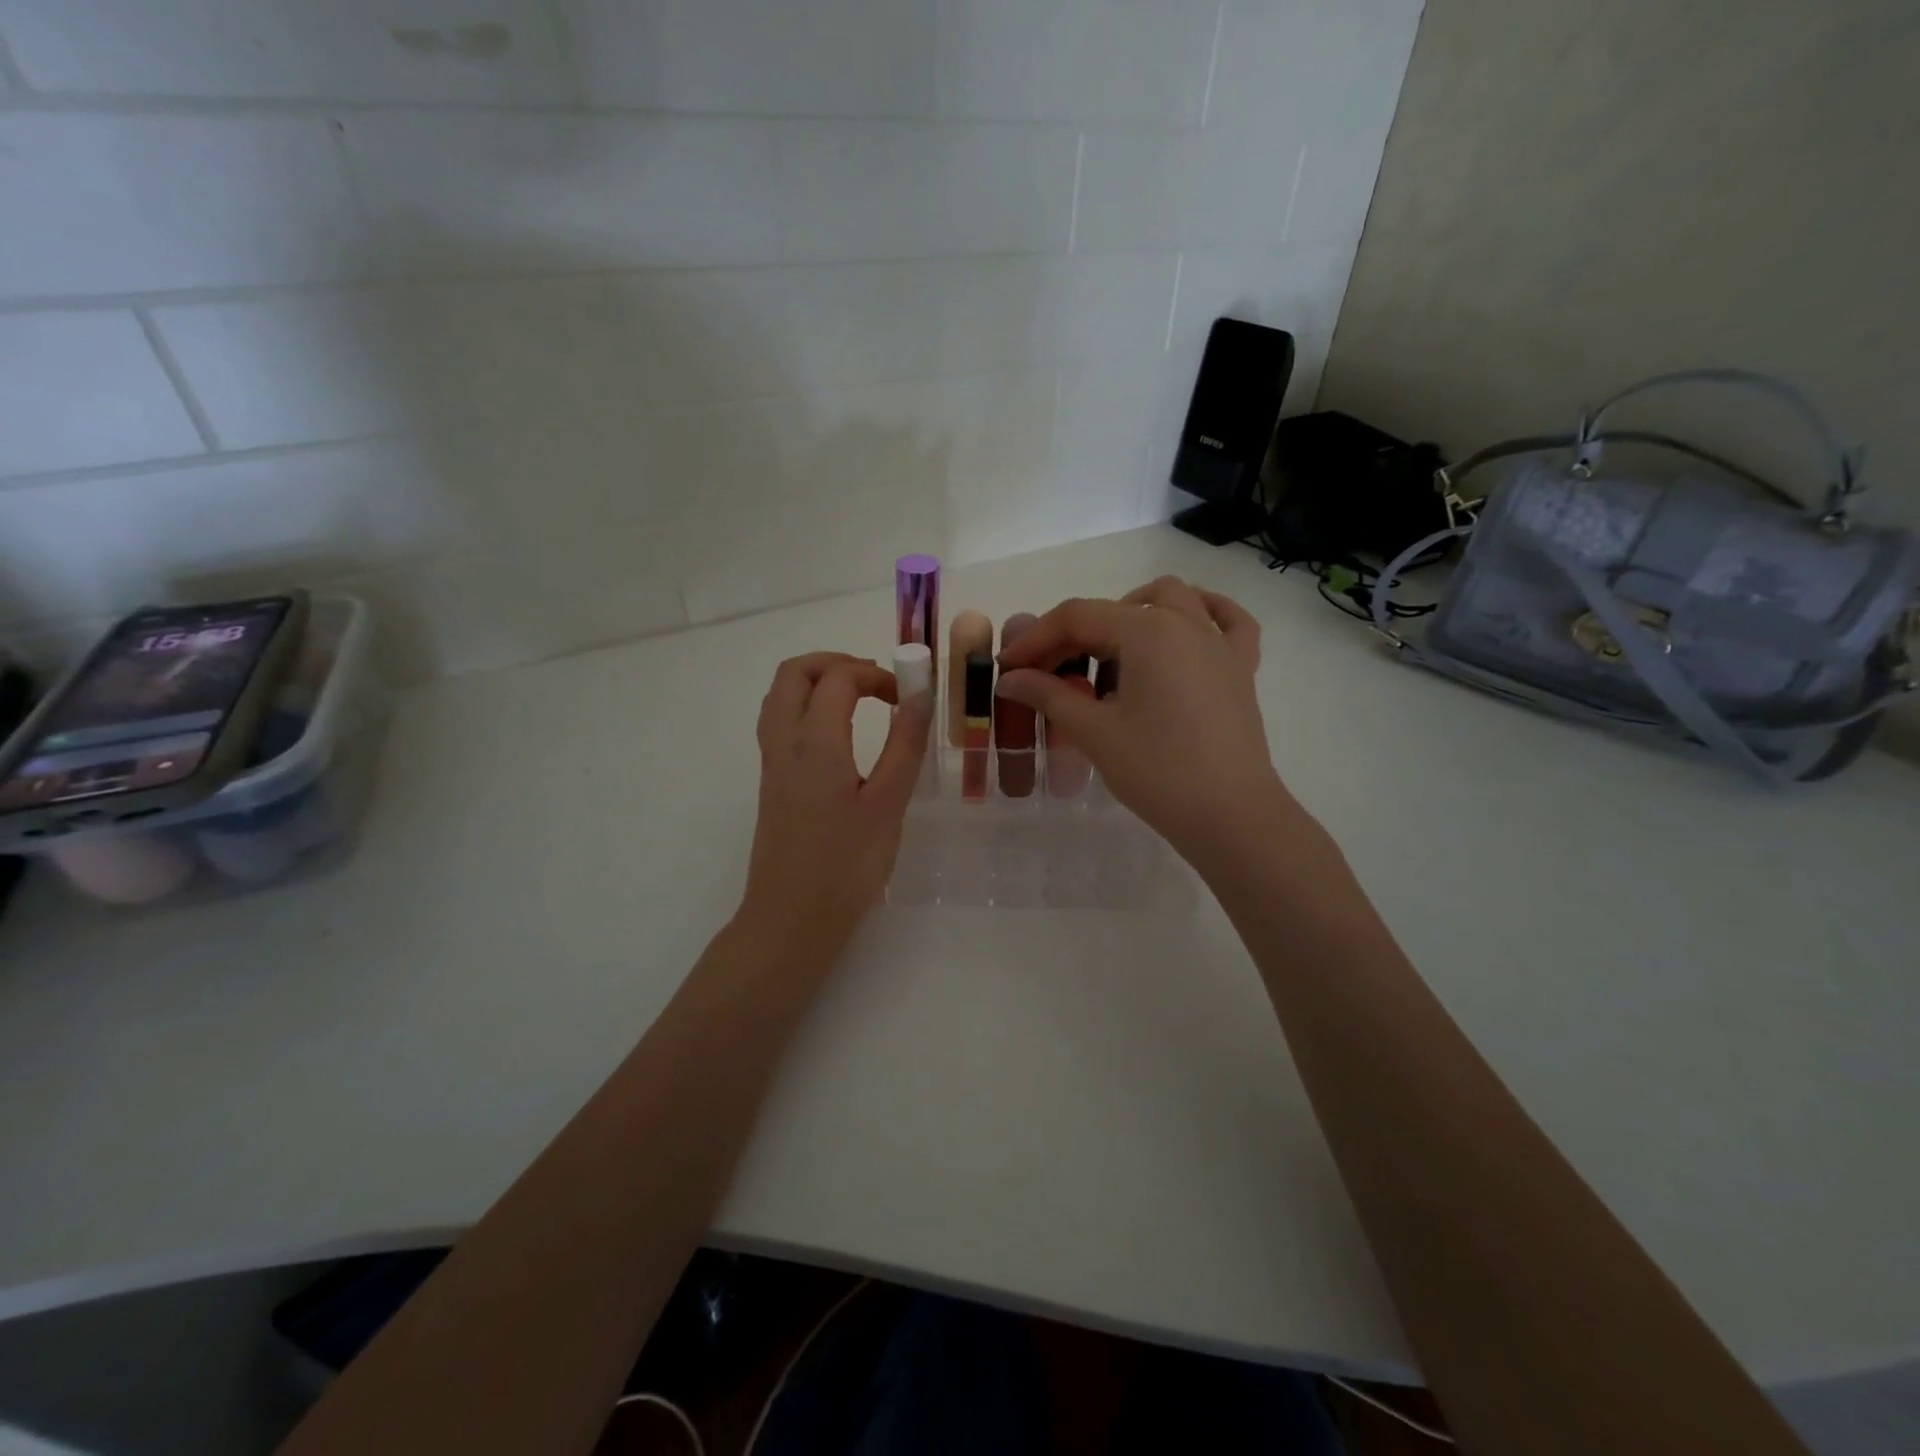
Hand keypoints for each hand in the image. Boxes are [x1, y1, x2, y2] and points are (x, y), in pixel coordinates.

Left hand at [740, 652, 931, 949]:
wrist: (790, 921)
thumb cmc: (845, 867)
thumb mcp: (887, 805)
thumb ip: (904, 746)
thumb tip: (920, 695)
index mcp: (815, 744)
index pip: (838, 678)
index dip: (875, 674)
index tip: (906, 697)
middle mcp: (784, 744)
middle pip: (793, 673)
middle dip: (835, 663)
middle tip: (874, 681)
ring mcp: (772, 764)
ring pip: (779, 696)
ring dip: (816, 682)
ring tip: (857, 700)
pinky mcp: (771, 785)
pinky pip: (779, 723)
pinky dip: (805, 707)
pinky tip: (837, 737)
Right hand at [996, 578, 1291, 869]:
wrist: (1231, 816)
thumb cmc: (1158, 771)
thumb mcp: (1095, 732)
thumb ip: (1049, 695)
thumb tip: (1010, 678)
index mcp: (1147, 631)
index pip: (1076, 617)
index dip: (1035, 639)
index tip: (1008, 668)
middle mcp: (1185, 623)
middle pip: (1116, 608)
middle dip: (1072, 634)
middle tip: (1045, 675)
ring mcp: (1219, 642)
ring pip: (1171, 600)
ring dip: (1130, 613)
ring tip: (1106, 652)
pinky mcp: (1240, 668)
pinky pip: (1226, 621)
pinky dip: (1202, 614)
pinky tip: (1183, 628)